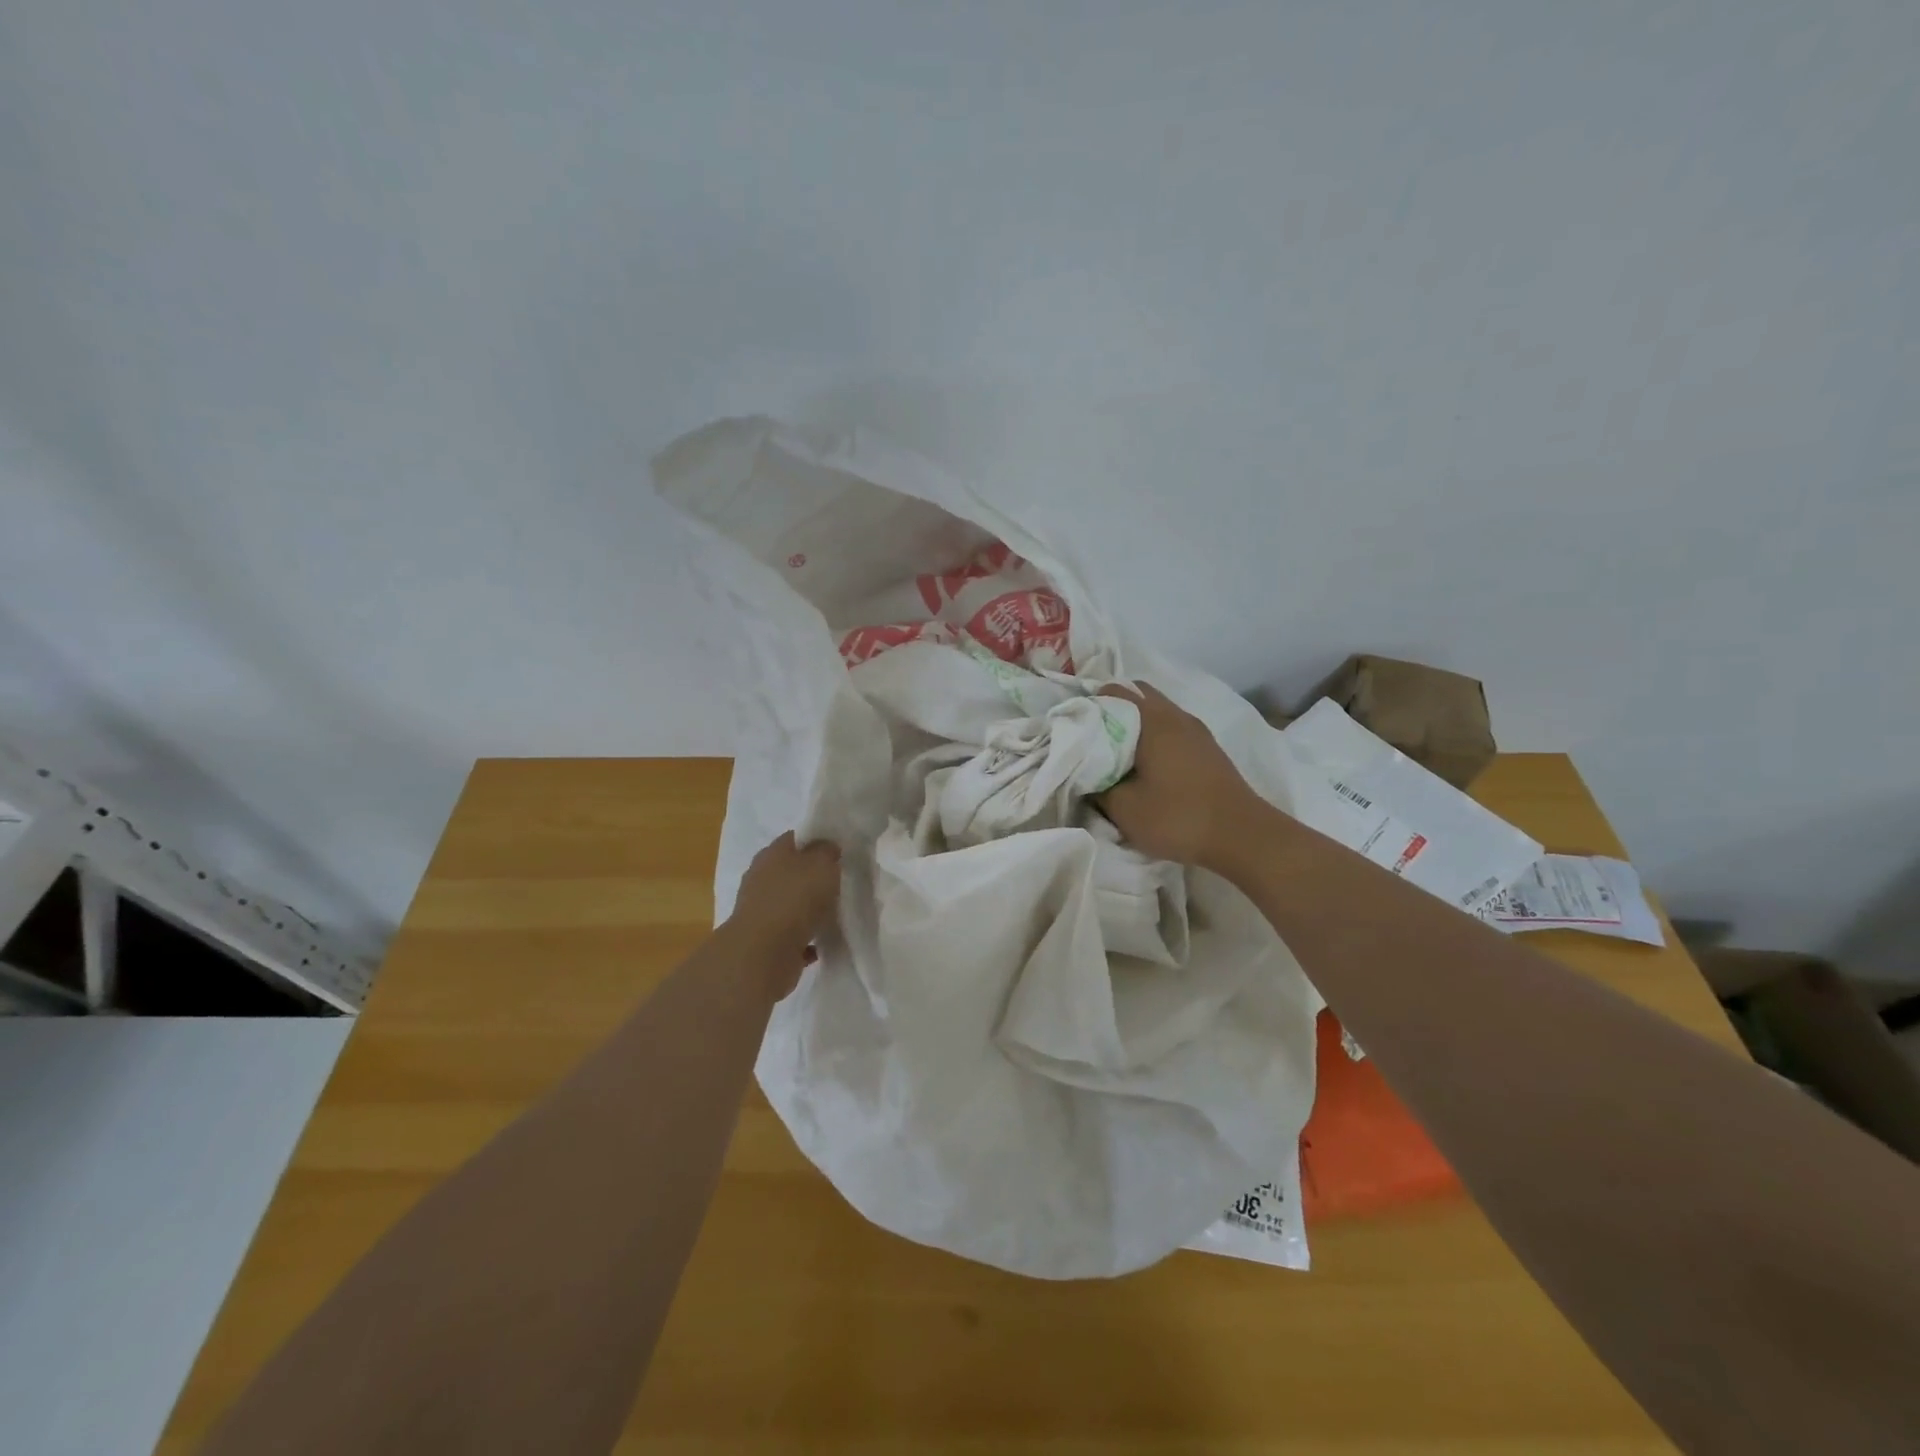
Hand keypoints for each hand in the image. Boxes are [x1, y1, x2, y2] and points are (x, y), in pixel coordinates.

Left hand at [725, 832, 841, 995]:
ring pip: (790, 904)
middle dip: (812, 877)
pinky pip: (792, 935)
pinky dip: (805, 938)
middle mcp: (761, 879)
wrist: (763, 954)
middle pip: (790, 872)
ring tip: (834, 915)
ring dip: (808, 909)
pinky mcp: (764, 941)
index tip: (838, 851)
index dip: (816, 841)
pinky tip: (822, 943)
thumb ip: (827, 852)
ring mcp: (760, 911)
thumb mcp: (821, 864)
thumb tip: (826, 848)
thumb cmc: (794, 899)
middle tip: (839, 883)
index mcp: (771, 854)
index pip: (794, 839)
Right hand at [1094, 683, 1260, 869]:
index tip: (1072, 730)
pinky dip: (1152, 736)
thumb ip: (1097, 785)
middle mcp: (1175, 715)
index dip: (1087, 707)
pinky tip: (1144, 764)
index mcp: (1152, 720)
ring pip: (1155, 711)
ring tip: (1115, 753)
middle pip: (1135, 694)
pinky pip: (1170, 727)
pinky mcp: (1207, 748)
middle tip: (1091, 739)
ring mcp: (1195, 730)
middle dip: (1110, 711)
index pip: (1112, 692)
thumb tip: (1086, 773)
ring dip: (1133, 725)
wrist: (1243, 836)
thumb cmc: (1178, 817)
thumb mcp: (1124, 808)